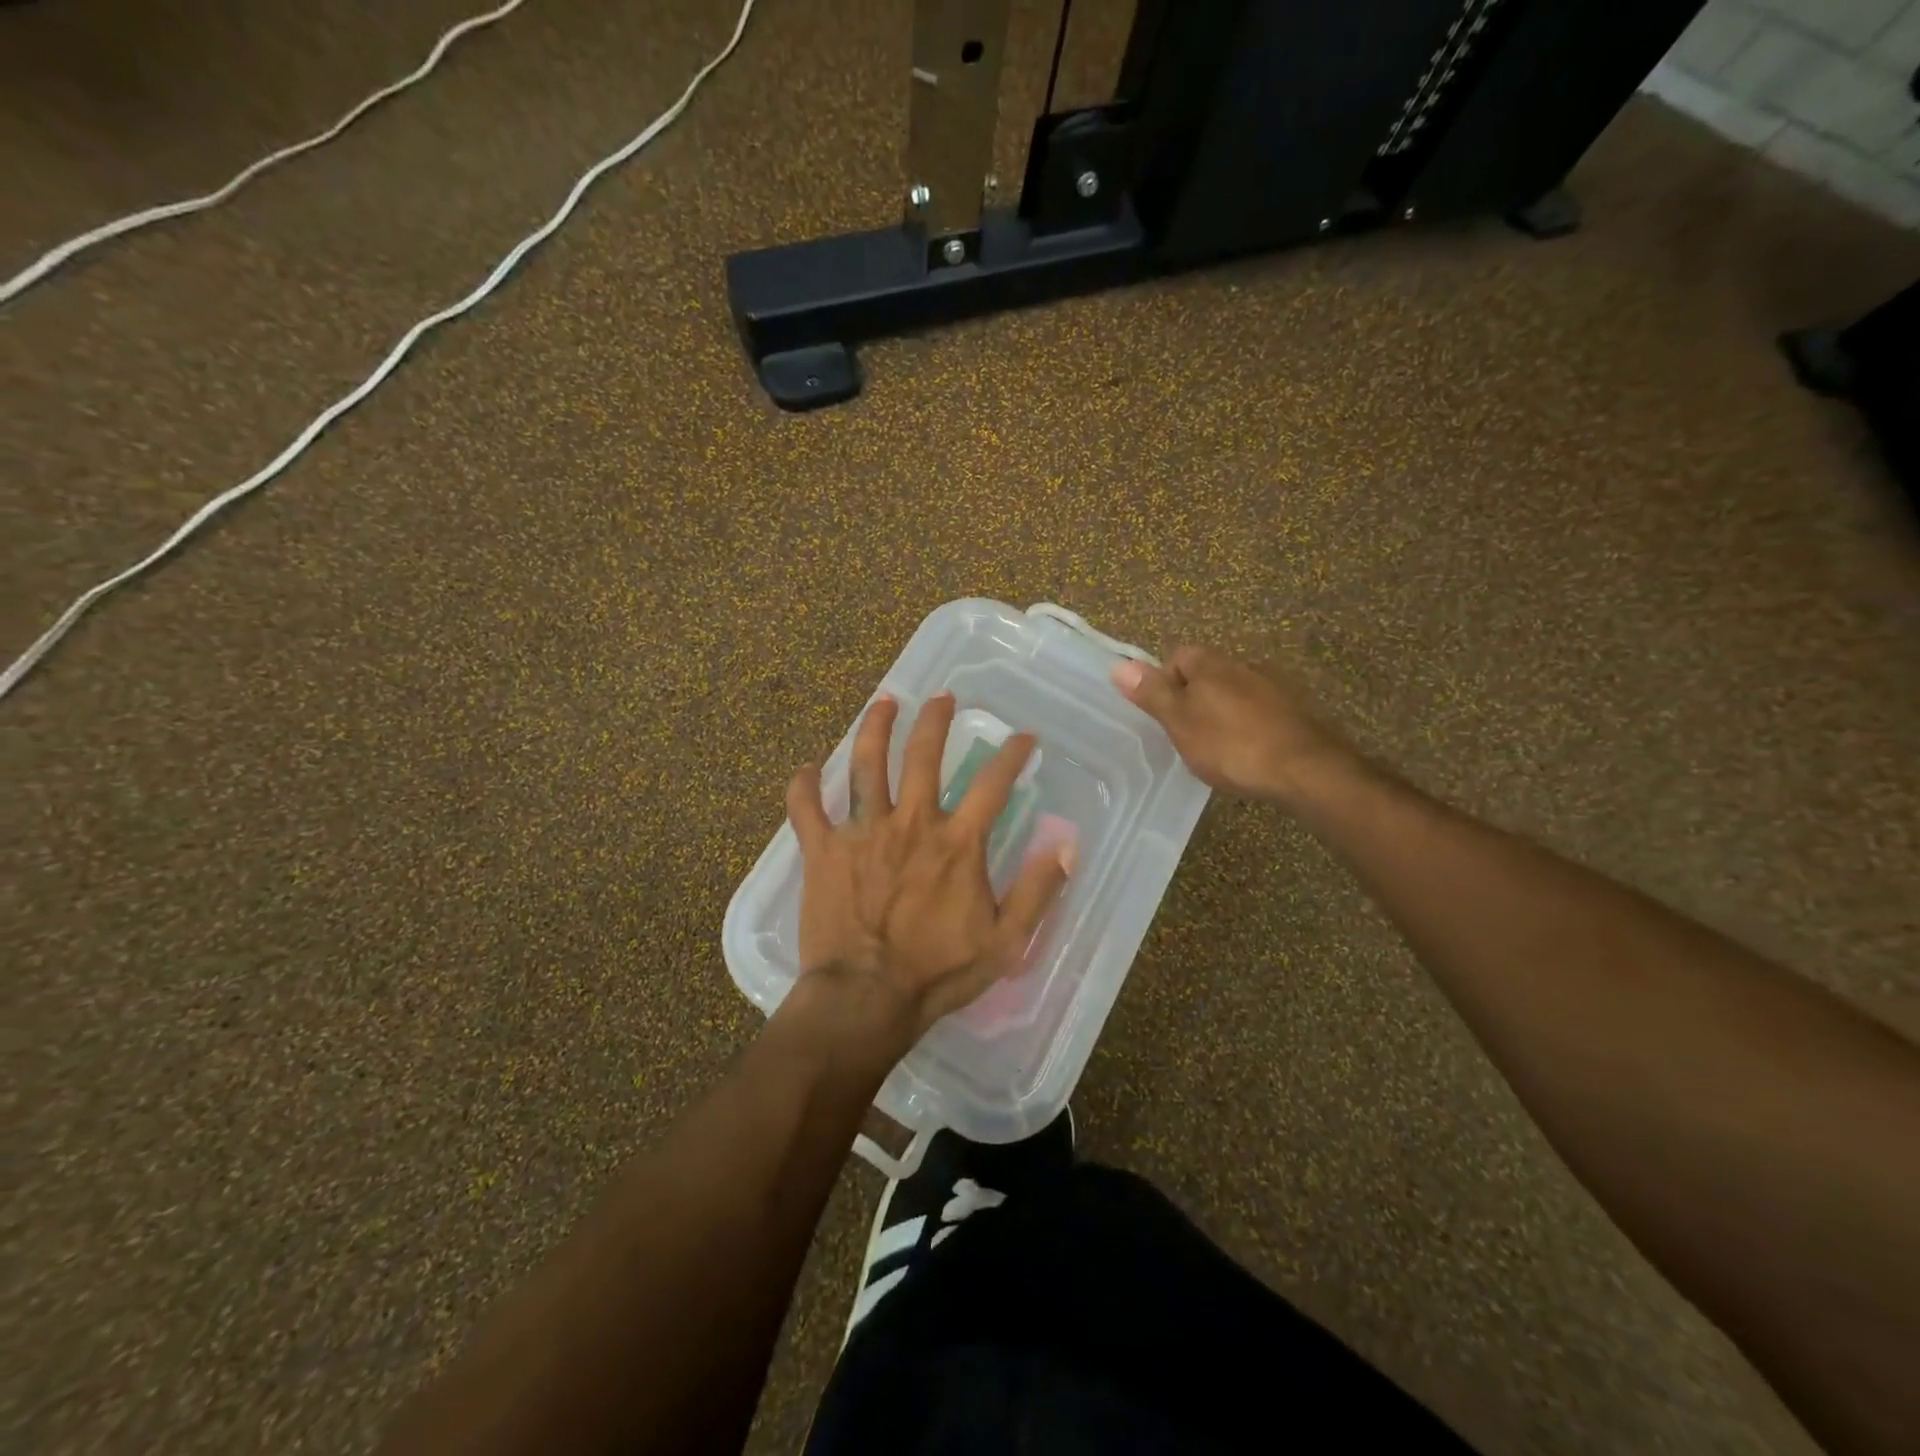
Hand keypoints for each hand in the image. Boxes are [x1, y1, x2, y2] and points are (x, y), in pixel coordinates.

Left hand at [783, 691, 1073, 1056]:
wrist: (865, 998)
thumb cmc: (937, 973)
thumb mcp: (1006, 941)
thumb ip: (1037, 891)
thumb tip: (1067, 845)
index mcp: (957, 842)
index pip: (993, 783)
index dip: (1013, 754)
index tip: (1024, 738)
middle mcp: (911, 822)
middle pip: (923, 754)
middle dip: (935, 719)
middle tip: (942, 697)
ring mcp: (862, 832)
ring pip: (866, 765)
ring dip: (875, 728)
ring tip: (883, 702)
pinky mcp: (823, 850)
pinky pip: (806, 807)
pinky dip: (804, 785)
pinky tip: (806, 767)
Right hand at [1112, 647, 1352, 804]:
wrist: (1305, 769)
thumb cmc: (1231, 745)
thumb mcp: (1180, 722)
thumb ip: (1152, 694)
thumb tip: (1118, 665)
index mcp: (1211, 664)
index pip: (1178, 656)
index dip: (1165, 682)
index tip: (1165, 715)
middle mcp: (1244, 665)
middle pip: (1207, 673)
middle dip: (1194, 698)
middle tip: (1187, 735)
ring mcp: (1274, 686)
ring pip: (1235, 692)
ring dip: (1223, 712)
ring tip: (1218, 748)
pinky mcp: (1296, 711)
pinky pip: (1260, 711)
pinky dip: (1249, 726)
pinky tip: (1249, 753)